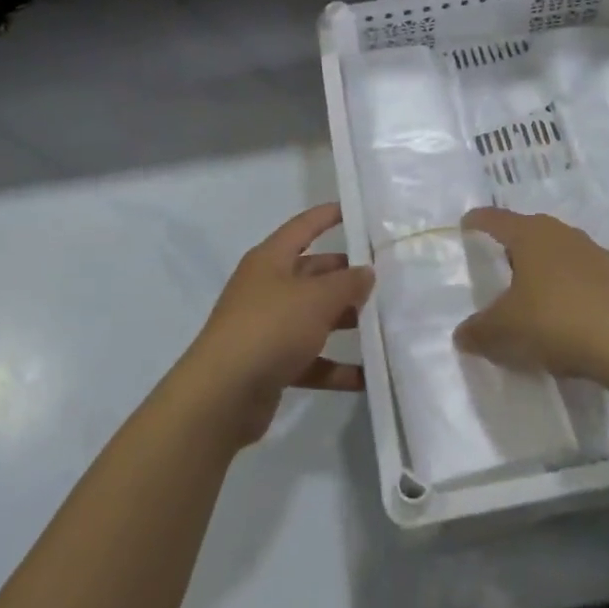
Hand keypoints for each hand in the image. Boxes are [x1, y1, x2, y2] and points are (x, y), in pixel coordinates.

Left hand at [177, 204, 372, 447]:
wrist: (222, 396)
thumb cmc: (270, 328)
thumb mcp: (316, 298)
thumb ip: (347, 283)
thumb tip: (366, 272)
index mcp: (270, 260)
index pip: (303, 227)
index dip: (327, 216)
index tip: (357, 211)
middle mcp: (267, 288)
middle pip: (312, 273)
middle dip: (346, 275)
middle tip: (386, 277)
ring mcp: (267, 327)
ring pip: (314, 316)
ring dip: (345, 320)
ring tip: (384, 323)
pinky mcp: (271, 364)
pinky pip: (311, 359)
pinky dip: (335, 366)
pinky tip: (367, 375)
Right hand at [453, 207, 608, 383]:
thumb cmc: (555, 321)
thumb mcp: (505, 331)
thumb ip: (478, 331)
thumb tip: (461, 335)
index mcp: (530, 234)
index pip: (496, 219)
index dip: (477, 221)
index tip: (466, 224)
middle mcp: (560, 233)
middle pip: (527, 231)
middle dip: (511, 244)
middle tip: (495, 263)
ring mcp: (590, 251)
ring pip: (555, 250)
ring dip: (540, 265)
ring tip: (528, 289)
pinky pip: (577, 272)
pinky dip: (564, 283)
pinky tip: (561, 309)